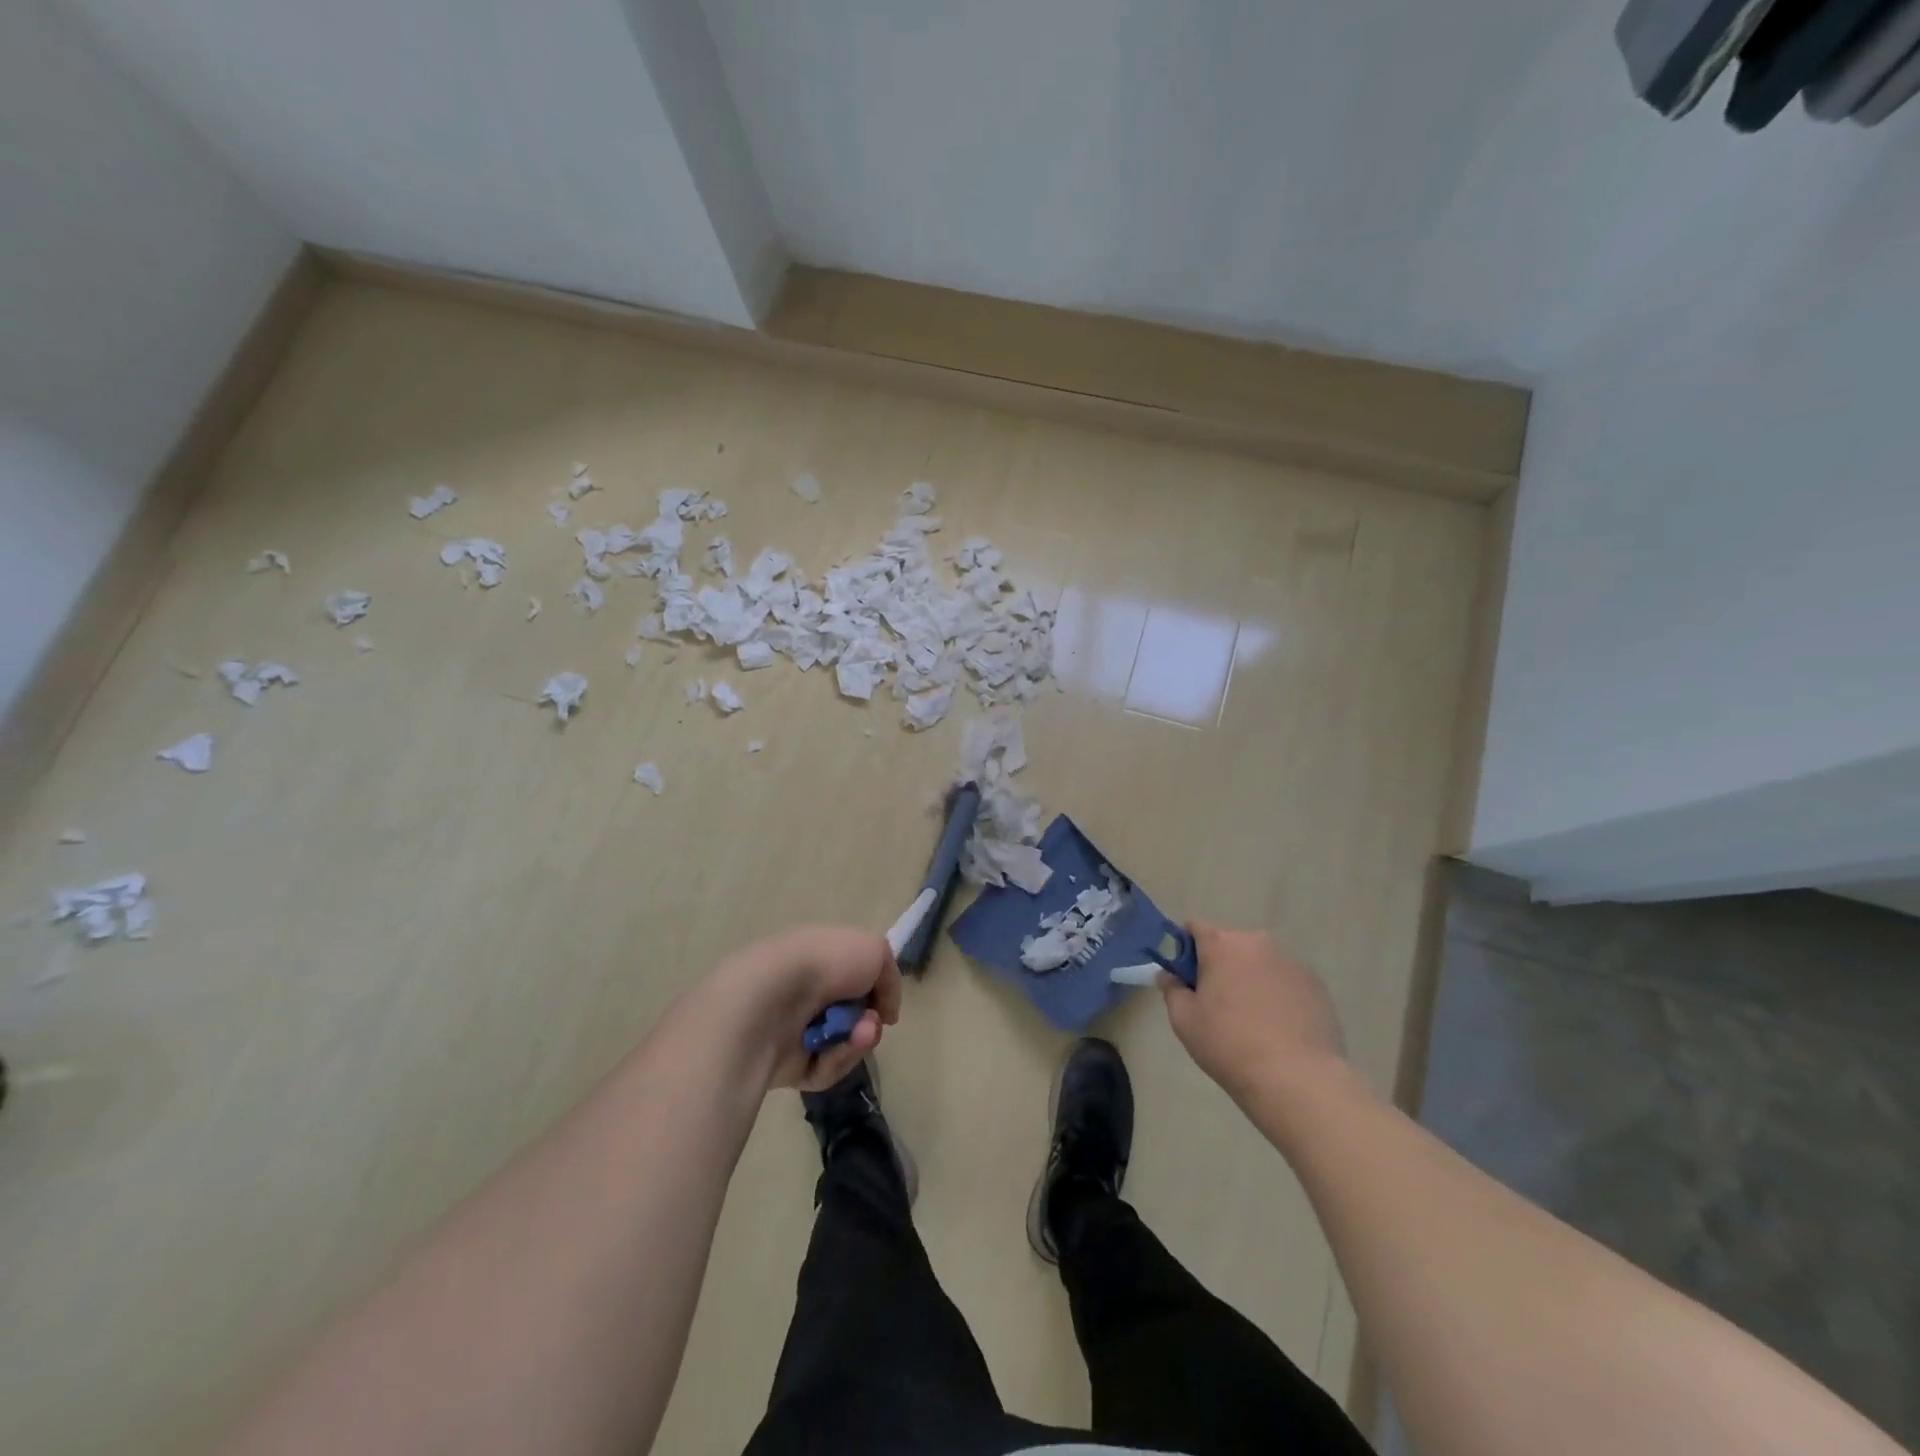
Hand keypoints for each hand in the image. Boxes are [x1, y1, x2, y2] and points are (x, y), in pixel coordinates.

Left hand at [702, 925, 903, 1092]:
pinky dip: (835, 1060)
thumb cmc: (825, 963)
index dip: (874, 992)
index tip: (884, 1003)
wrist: (774, 999)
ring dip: (857, 1042)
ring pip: (842, 1045)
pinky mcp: (786, 1063)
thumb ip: (889, 977)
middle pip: (852, 1017)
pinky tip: (830, 1051)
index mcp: (818, 958)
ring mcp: (794, 1028)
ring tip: (856, 1036)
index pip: (853, 978)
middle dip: (869, 1023)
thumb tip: (884, 1011)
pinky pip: (825, 1069)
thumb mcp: (875, 950)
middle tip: (870, 1023)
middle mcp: (805, 992)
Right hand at [1160, 922, 1349, 1104]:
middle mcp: (1257, 943)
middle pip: (1229, 944)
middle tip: (1217, 1003)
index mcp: (1222, 945)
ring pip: (1259, 961)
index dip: (1186, 948)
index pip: (1195, 927)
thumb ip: (1172, 990)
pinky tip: (1278, 1026)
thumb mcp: (1185, 1021)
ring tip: (1252, 1018)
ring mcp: (1291, 962)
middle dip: (1220, 964)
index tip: (1187, 977)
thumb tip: (1170, 975)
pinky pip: (1285, 979)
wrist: (1297, 1079)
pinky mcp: (1316, 984)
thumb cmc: (1230, 1045)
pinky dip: (1277, 992)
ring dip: (1250, 977)